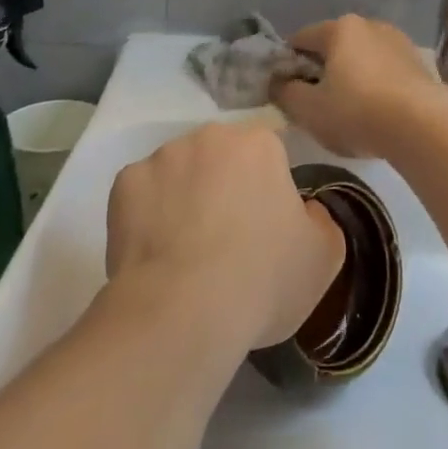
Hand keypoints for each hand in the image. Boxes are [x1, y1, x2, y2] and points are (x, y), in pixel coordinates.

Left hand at [106, 121, 344, 350]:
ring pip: (180, 172)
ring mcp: (163, 157)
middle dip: (224, 186)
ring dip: (185, 197)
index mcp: (259, 144)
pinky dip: (148, 215)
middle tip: (227, 238)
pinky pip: (142, 194)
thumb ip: (321, 221)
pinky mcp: (124, 184)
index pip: (269, 154)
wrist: (183, 312)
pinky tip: (156, 253)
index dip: (268, 189)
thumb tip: (304, 211)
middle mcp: (210, 136)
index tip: (266, 225)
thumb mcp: (323, 257)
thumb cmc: (263, 278)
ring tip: (186, 251)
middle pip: (221, 157)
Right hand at [272, 14, 447, 158]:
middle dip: (321, 70)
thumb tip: (279, 83)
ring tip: (348, 111)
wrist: (424, 126)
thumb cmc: (357, 112)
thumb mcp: (309, 110)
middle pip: (334, 46)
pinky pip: (385, 71)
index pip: (301, 39)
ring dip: (351, 77)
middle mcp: (370, 25)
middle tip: (315, 104)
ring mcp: (398, 41)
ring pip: (362, 58)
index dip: (287, 63)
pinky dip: (375, 85)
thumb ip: (286, 93)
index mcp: (340, 28)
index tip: (285, 90)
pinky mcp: (418, 62)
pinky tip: (376, 112)